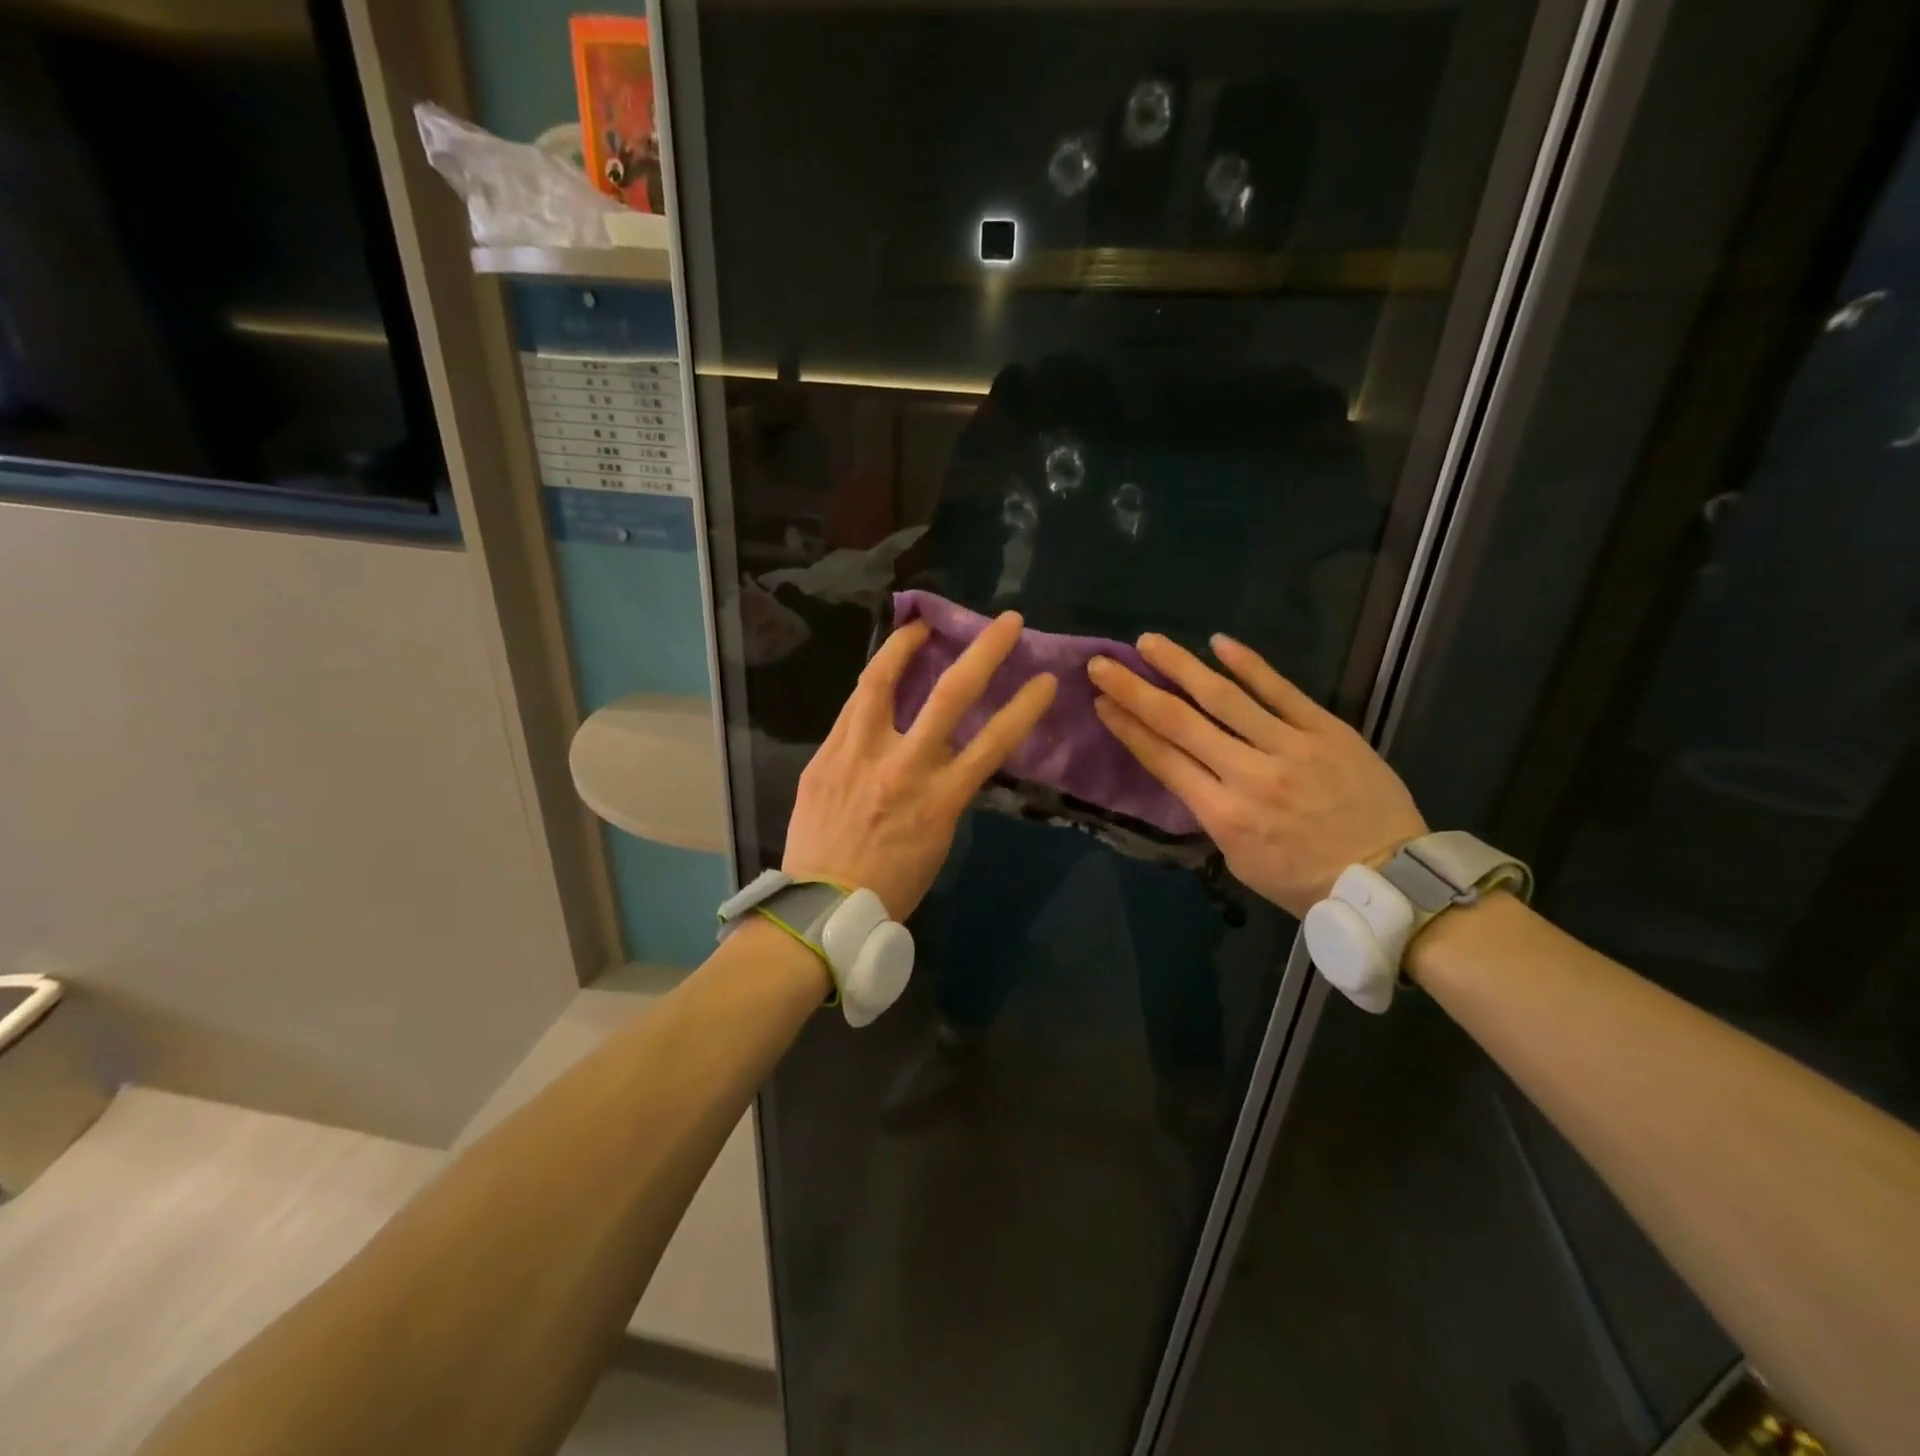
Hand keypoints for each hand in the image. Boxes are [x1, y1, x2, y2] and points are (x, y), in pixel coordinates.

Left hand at [783, 612, 1057, 919]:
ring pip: (881, 683)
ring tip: (918, 626)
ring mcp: (858, 757)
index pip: (994, 741)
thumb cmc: (891, 886)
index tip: (1045, 679)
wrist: (822, 910)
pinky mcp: (824, 758)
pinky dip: (870, 688)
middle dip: (985, 652)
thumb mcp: (937, 840)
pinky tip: (878, 677)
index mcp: (940, 799)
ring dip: (904, 646)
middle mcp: (903, 767)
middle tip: (1006, 622)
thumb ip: (946, 791)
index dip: (1025, 706)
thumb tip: (948, 756)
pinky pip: (850, 710)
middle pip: (950, 695)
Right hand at [1088, 634, 1425, 917]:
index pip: (1163, 759)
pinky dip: (1249, 665)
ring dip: (1182, 666)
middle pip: (1180, 722)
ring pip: (1224, 697)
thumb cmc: (1305, 882)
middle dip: (1135, 690)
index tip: (1101, 701)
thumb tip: (1190, 771)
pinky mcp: (1327, 730)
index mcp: (1223, 814)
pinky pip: (1282, 691)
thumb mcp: (1240, 860)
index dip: (1127, 727)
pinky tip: (1220, 642)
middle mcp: (1248, 774)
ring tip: (1150, 642)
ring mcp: (1290, 747)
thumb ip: (1211, 813)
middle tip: (1103, 664)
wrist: (1390, 881)